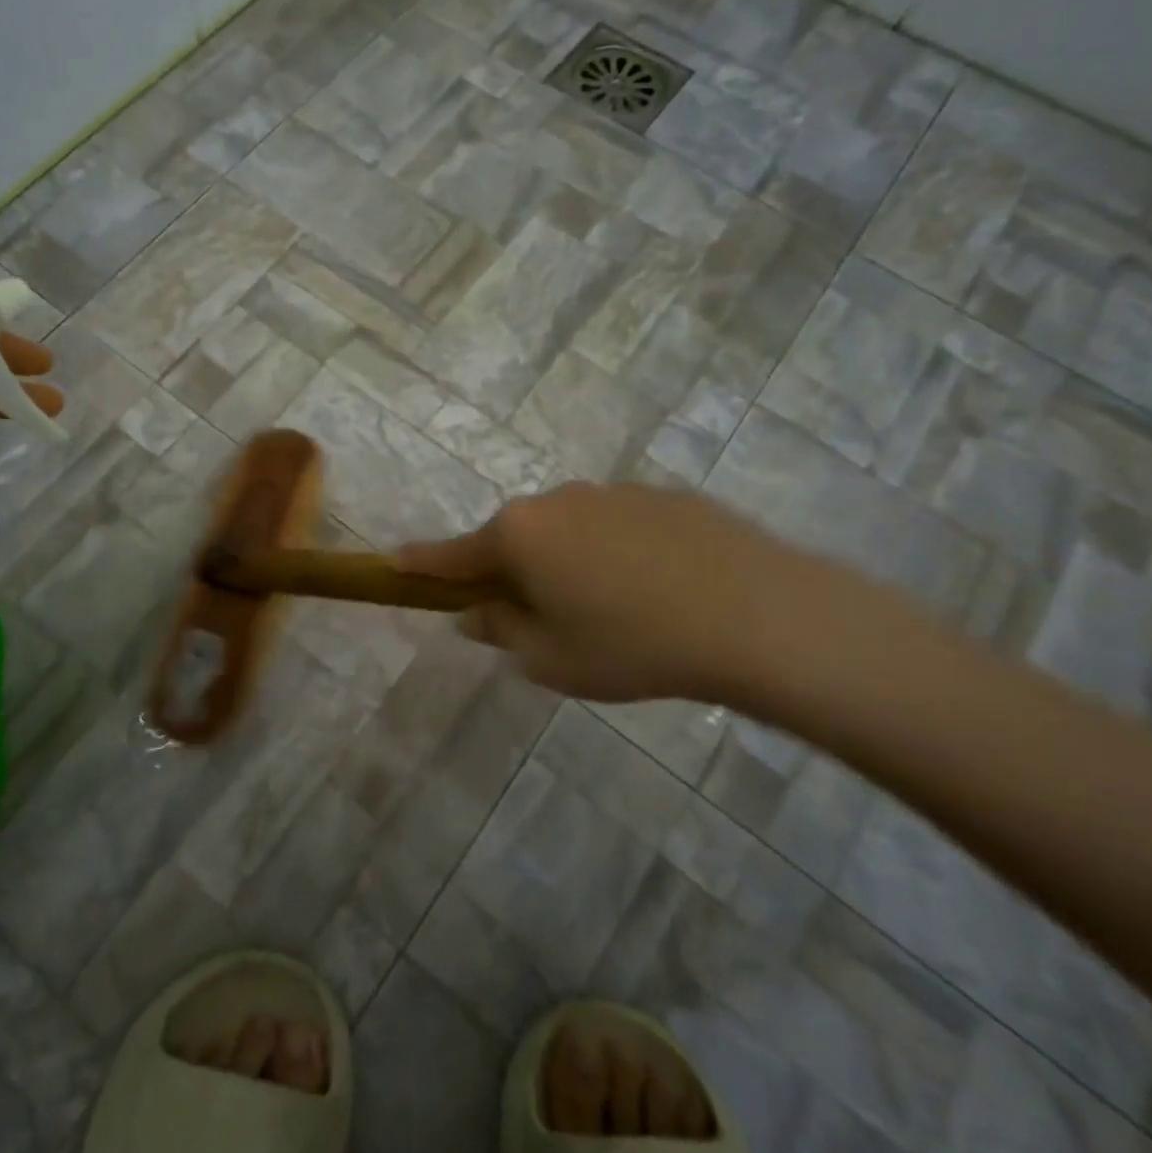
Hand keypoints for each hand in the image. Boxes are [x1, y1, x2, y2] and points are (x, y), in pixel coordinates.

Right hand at [399, 481, 857, 710]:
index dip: (422, 564)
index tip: (394, 562)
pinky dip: (618, 553)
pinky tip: (659, 591)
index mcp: (519, 536)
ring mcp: (612, 492)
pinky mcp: (663, 496)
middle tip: (539, 621)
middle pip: (514, 539)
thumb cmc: (632, 645)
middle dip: (513, 573)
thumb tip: (473, 614)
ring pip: (569, 531)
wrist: (757, 615)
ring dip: (569, 563)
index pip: (452, 553)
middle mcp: (556, 501)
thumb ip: (501, 632)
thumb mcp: (550, 659)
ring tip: (615, 613)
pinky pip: (618, 526)